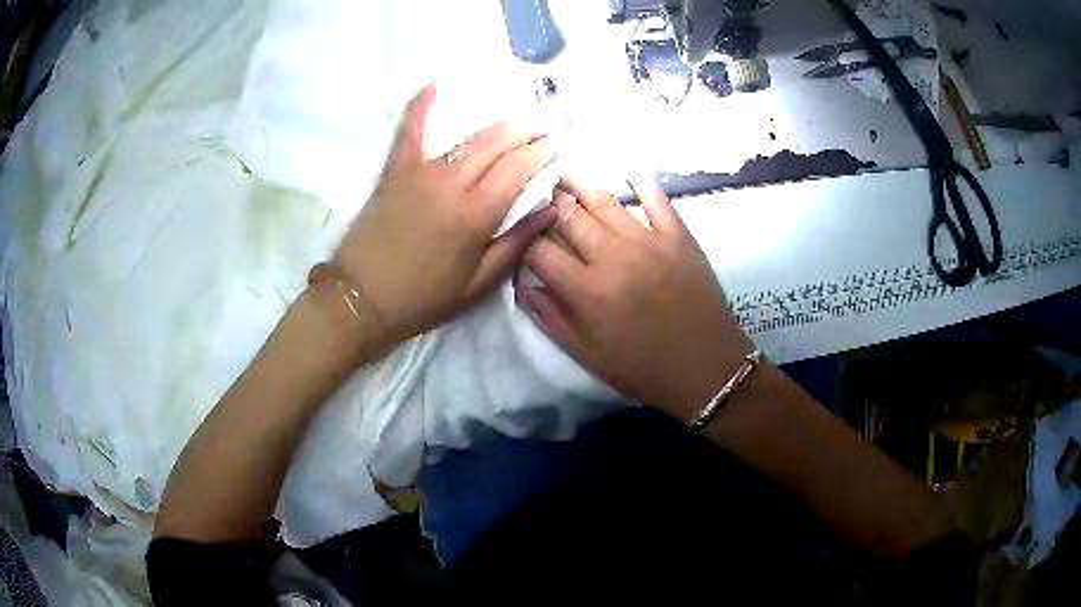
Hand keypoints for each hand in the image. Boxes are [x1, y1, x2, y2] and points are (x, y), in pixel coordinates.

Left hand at [333, 84, 557, 347]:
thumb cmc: (423, 297)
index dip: (543, 153)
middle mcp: (452, 183)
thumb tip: (549, 208)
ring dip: (498, 121)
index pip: (520, 168)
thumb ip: (516, 242)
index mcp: (476, 214)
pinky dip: (422, 104)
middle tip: (548, 122)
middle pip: (498, 143)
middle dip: (528, 129)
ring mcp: (420, 171)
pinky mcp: (395, 169)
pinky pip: (410, 129)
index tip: (559, 143)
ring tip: (519, 113)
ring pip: (467, 135)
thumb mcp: (477, 284)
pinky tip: (436, 83)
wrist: (362, 299)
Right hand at [518, 177, 751, 420]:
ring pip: (604, 201)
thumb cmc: (642, 369)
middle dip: (545, 201)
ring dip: (579, 183)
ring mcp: (649, 241)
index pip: (540, 250)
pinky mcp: (679, 236)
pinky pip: (656, 199)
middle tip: (534, 188)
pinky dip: (641, 181)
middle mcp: (613, 257)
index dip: (522, 236)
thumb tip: (522, 282)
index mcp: (587, 291)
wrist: (706, 369)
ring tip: (563, 170)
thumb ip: (550, 317)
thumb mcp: (588, 355)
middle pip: (567, 216)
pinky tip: (627, 168)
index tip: (516, 229)